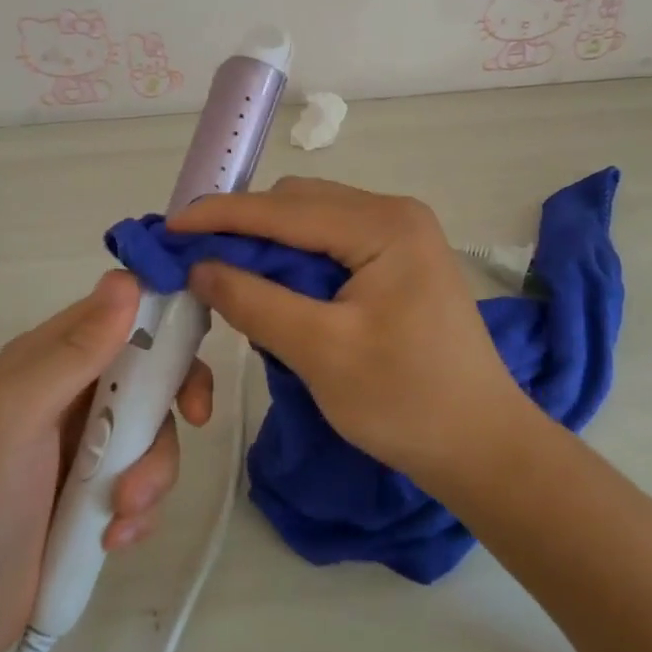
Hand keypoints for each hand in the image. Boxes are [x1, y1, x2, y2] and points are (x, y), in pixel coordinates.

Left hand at [0, 271, 211, 651]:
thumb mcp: (18, 414)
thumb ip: (74, 351)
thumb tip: (126, 280)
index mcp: (52, 356)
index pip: (122, 311)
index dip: (164, 316)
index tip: (194, 343)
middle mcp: (75, 390)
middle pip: (154, 369)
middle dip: (176, 396)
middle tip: (195, 418)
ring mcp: (90, 443)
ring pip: (156, 430)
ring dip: (153, 471)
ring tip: (122, 512)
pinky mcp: (100, 493)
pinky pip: (147, 481)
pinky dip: (141, 509)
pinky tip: (115, 538)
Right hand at [172, 177, 521, 487]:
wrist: (482, 446)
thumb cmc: (406, 401)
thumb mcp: (320, 352)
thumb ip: (254, 301)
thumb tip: (198, 267)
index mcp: (384, 224)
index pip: (285, 209)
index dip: (221, 215)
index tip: (169, 228)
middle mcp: (393, 214)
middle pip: (298, 205)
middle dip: (243, 228)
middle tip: (195, 260)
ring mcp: (400, 234)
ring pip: (312, 222)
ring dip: (267, 245)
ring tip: (226, 275)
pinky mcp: (397, 260)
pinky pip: (330, 244)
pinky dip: (294, 261)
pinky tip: (272, 287)